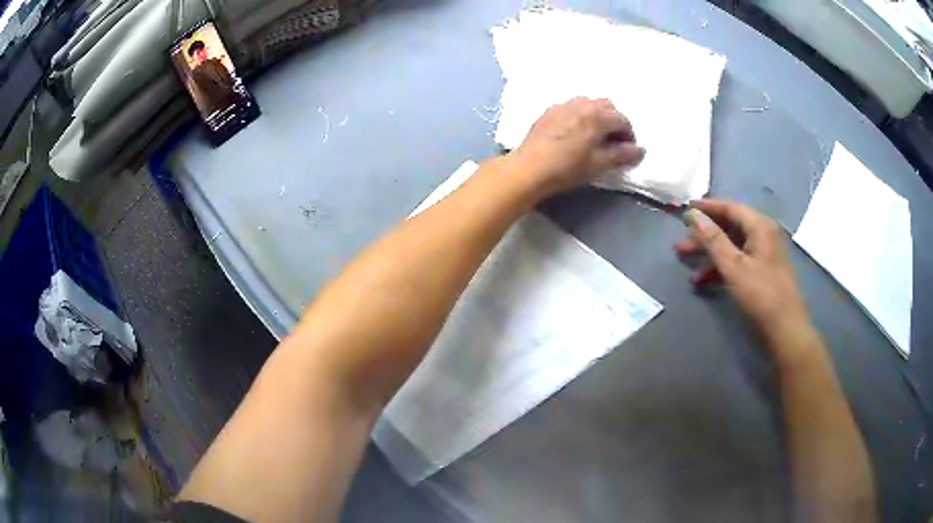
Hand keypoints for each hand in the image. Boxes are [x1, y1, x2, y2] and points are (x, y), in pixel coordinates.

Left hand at [512, 97, 644, 195]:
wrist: (529, 168)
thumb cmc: (567, 168)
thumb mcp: (598, 164)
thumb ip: (620, 155)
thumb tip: (640, 150)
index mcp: (597, 116)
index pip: (622, 120)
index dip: (629, 135)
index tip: (627, 150)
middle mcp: (582, 104)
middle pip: (607, 106)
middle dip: (614, 121)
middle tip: (613, 141)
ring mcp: (563, 105)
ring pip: (589, 103)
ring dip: (598, 115)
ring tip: (595, 135)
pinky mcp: (549, 111)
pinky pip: (572, 107)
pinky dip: (580, 115)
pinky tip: (575, 132)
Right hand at [675, 200, 811, 350]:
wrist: (785, 329)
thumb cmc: (761, 294)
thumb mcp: (734, 266)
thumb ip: (713, 239)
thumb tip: (693, 215)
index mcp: (760, 226)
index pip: (730, 208)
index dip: (707, 208)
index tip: (685, 210)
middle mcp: (763, 235)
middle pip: (729, 227)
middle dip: (704, 236)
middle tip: (680, 244)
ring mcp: (763, 254)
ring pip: (732, 246)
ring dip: (709, 254)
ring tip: (686, 263)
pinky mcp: (761, 272)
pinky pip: (738, 262)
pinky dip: (721, 268)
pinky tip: (703, 281)